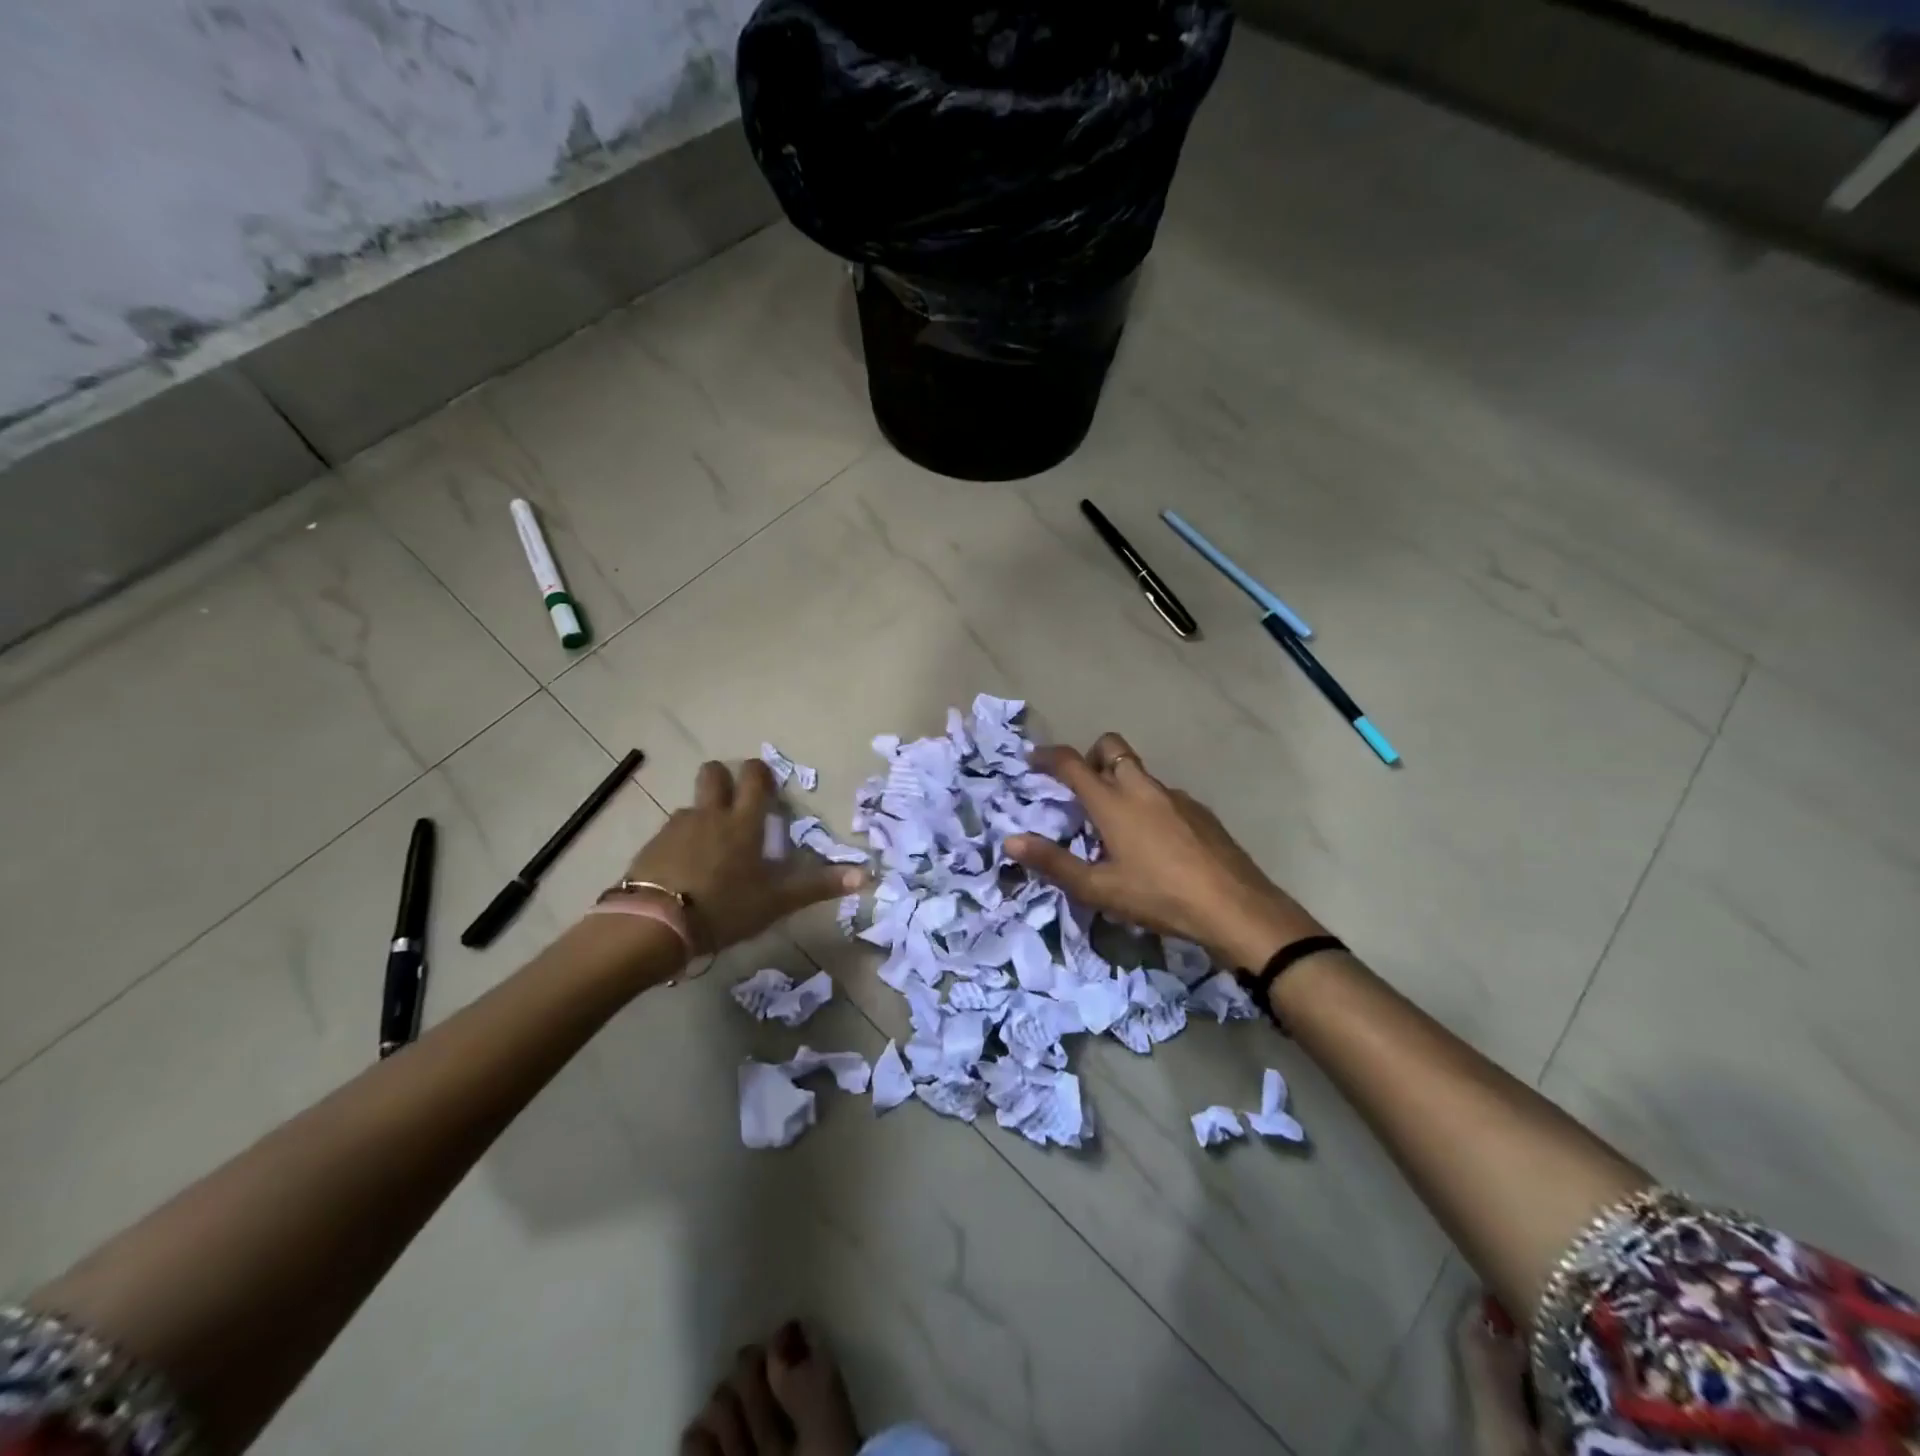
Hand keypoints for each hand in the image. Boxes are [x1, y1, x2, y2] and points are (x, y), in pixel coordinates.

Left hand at [623, 759, 866, 952]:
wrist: (656, 925)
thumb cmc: (725, 907)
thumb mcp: (777, 901)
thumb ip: (818, 886)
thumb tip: (867, 876)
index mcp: (743, 822)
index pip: (753, 778)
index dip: (761, 773)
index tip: (766, 783)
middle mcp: (710, 815)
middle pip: (713, 773)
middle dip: (724, 778)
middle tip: (734, 802)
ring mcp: (676, 827)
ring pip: (692, 806)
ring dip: (703, 816)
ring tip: (710, 848)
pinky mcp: (651, 846)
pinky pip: (671, 832)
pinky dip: (680, 842)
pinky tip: (684, 870)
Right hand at [1005, 733, 1328, 968]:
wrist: (1235, 908)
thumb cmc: (1159, 896)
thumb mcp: (1099, 888)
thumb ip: (1053, 863)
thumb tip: (1010, 841)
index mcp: (1114, 802)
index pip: (1073, 763)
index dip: (1048, 756)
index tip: (1033, 760)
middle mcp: (1143, 789)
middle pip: (1112, 748)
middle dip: (1091, 757)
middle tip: (1080, 789)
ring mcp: (1177, 798)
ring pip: (1140, 774)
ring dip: (1121, 784)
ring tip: (1117, 827)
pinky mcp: (1201, 813)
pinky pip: (1165, 796)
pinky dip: (1150, 806)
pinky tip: (1156, 845)